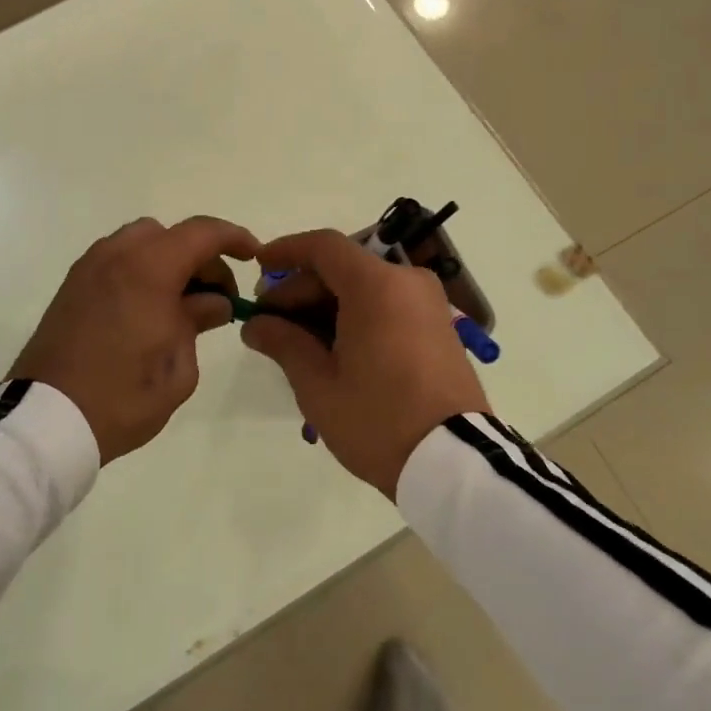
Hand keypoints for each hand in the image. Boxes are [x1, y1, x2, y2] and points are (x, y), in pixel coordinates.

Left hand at [11, 216, 258, 464]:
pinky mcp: (72, 285)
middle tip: (215, 296)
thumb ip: (198, 321)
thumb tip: (212, 301)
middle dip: (199, 256)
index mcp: (149, 268)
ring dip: (167, 261)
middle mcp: (117, 255)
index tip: (253, 256)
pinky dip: (141, 271)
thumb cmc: (123, 395)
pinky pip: (117, 260)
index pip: (202, 233)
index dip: (233, 238)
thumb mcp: (178, 366)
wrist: (46, 419)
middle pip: (170, 235)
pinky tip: (148, 309)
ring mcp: (89, 267)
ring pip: (140, 243)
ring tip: (181, 304)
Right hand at [241, 229, 488, 498]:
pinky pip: (386, 304)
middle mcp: (407, 282)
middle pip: (343, 268)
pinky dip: (354, 315)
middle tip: (268, 321)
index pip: (323, 246)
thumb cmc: (378, 419)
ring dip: (326, 305)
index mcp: (377, 285)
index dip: (286, 251)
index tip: (257, 266)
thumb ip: (283, 342)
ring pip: (364, 287)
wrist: (454, 463)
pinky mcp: (438, 326)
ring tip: (294, 342)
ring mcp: (428, 304)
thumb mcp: (318, 384)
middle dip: (301, 289)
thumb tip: (256, 324)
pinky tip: (330, 348)